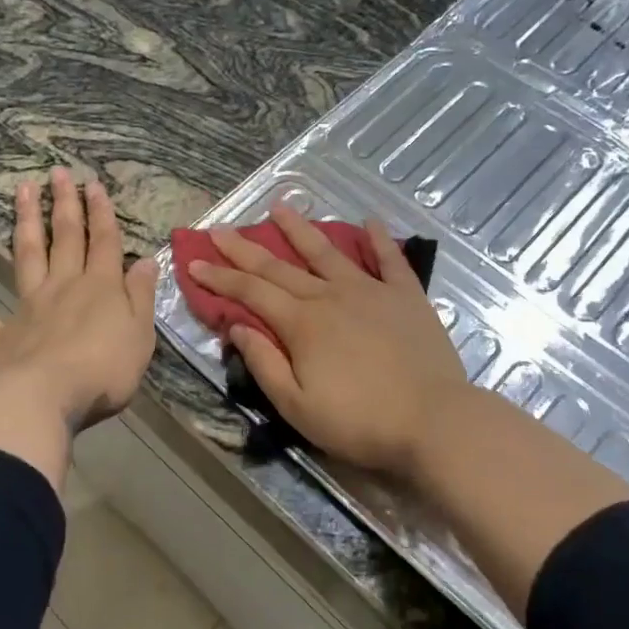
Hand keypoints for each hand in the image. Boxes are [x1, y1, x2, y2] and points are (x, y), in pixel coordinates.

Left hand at [0, 169, 158, 430]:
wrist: (48, 397)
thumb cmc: (104, 368)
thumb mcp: (140, 333)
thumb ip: (141, 296)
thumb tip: (145, 260)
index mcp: (100, 287)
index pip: (103, 241)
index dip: (101, 212)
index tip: (93, 184)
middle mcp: (64, 286)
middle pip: (65, 238)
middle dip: (64, 204)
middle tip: (57, 172)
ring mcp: (30, 307)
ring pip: (28, 256)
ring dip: (25, 223)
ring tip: (21, 191)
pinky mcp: (3, 335)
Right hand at [188, 206, 467, 479]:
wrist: (433, 421)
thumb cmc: (359, 421)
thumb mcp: (296, 406)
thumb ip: (264, 363)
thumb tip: (236, 325)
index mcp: (302, 323)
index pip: (251, 292)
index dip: (220, 277)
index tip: (195, 260)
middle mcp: (330, 296)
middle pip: (280, 267)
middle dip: (245, 248)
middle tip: (221, 229)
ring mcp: (371, 291)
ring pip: (328, 252)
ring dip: (301, 229)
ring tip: (280, 207)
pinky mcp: (406, 296)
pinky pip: (390, 259)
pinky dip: (378, 239)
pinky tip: (368, 221)